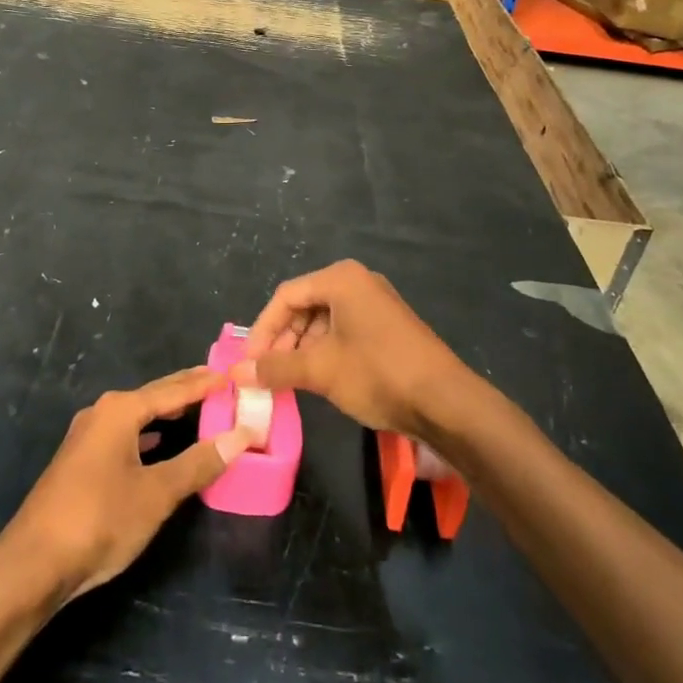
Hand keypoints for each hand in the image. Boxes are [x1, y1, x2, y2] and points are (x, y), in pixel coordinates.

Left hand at [0, 367, 252, 601]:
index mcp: (120, 410)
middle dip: (185, 391)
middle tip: (219, 383)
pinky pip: (124, 435)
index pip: (172, 390)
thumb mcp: (157, 493)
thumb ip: (198, 463)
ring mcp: (87, 437)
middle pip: (153, 397)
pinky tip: (158, 444)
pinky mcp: (81, 462)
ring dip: (166, 413)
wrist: (34, 564)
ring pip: (137, 417)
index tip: (231, 374)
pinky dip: (148, 435)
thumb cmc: (100, 519)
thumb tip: (240, 436)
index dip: (203, 383)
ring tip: (196, 409)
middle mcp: (102, 414)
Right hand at [231, 260, 475, 439]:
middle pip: (304, 306)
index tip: (249, 363)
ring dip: (302, 349)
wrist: (446, 402)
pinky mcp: (387, 327)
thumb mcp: (321, 370)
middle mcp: (357, 282)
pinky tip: (318, 378)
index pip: (285, 297)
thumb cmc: (378, 374)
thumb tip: (236, 374)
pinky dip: (325, 352)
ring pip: (323, 321)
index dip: (262, 330)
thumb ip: (276, 367)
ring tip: (290, 380)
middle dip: (282, 341)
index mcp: (340, 279)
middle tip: (267, 374)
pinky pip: (344, 331)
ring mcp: (375, 304)